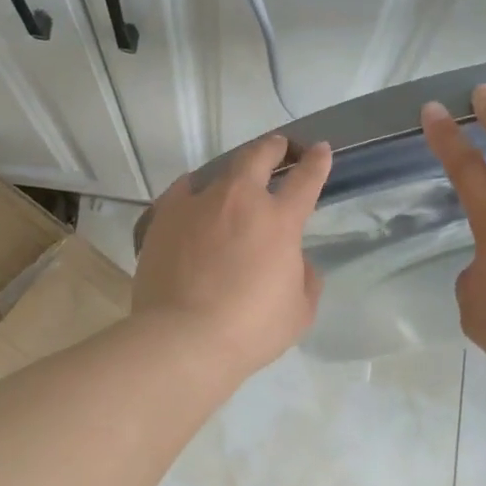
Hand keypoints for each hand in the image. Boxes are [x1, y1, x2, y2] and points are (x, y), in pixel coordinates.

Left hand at [133, 135, 332, 376]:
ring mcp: (198, 204)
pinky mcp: (164, 217)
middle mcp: (239, 201)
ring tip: (232, 184)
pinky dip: (193, 192)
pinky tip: (193, 202)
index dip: (316, 162)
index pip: (306, 180)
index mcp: (279, 221)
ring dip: (232, 174)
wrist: (183, 338)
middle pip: (258, 156)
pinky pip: (182, 191)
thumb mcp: (298, 312)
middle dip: (273, 147)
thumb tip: (297, 261)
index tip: (321, 150)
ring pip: (218, 173)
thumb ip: (305, 279)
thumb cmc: (249, 330)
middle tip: (278, 147)